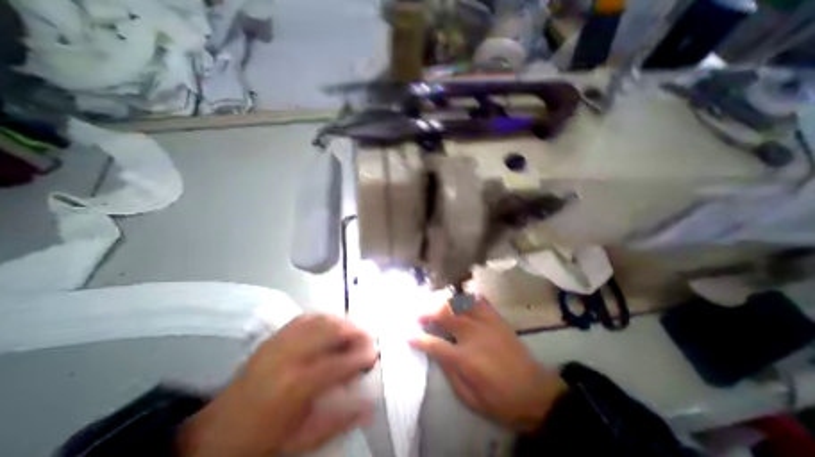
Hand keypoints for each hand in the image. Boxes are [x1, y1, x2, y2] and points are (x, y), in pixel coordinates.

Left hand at [179, 315, 377, 456]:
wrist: (213, 437)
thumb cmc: (260, 442)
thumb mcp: (301, 440)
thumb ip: (339, 420)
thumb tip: (370, 405)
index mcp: (296, 385)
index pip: (338, 362)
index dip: (361, 356)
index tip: (374, 355)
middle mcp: (289, 356)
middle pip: (331, 330)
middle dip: (355, 330)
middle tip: (368, 339)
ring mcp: (280, 342)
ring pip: (320, 319)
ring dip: (342, 321)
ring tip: (354, 331)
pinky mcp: (274, 337)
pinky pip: (306, 318)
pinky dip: (324, 318)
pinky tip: (331, 325)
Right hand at [412, 298, 563, 433]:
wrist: (536, 394)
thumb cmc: (500, 400)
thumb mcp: (470, 398)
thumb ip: (449, 373)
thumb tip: (436, 353)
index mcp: (465, 358)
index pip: (434, 344)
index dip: (418, 338)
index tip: (407, 334)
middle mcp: (473, 335)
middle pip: (445, 315)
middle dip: (428, 313)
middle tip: (420, 316)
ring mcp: (486, 323)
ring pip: (461, 303)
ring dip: (446, 303)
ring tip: (438, 307)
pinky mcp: (497, 319)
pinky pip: (480, 301)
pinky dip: (468, 297)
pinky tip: (462, 300)